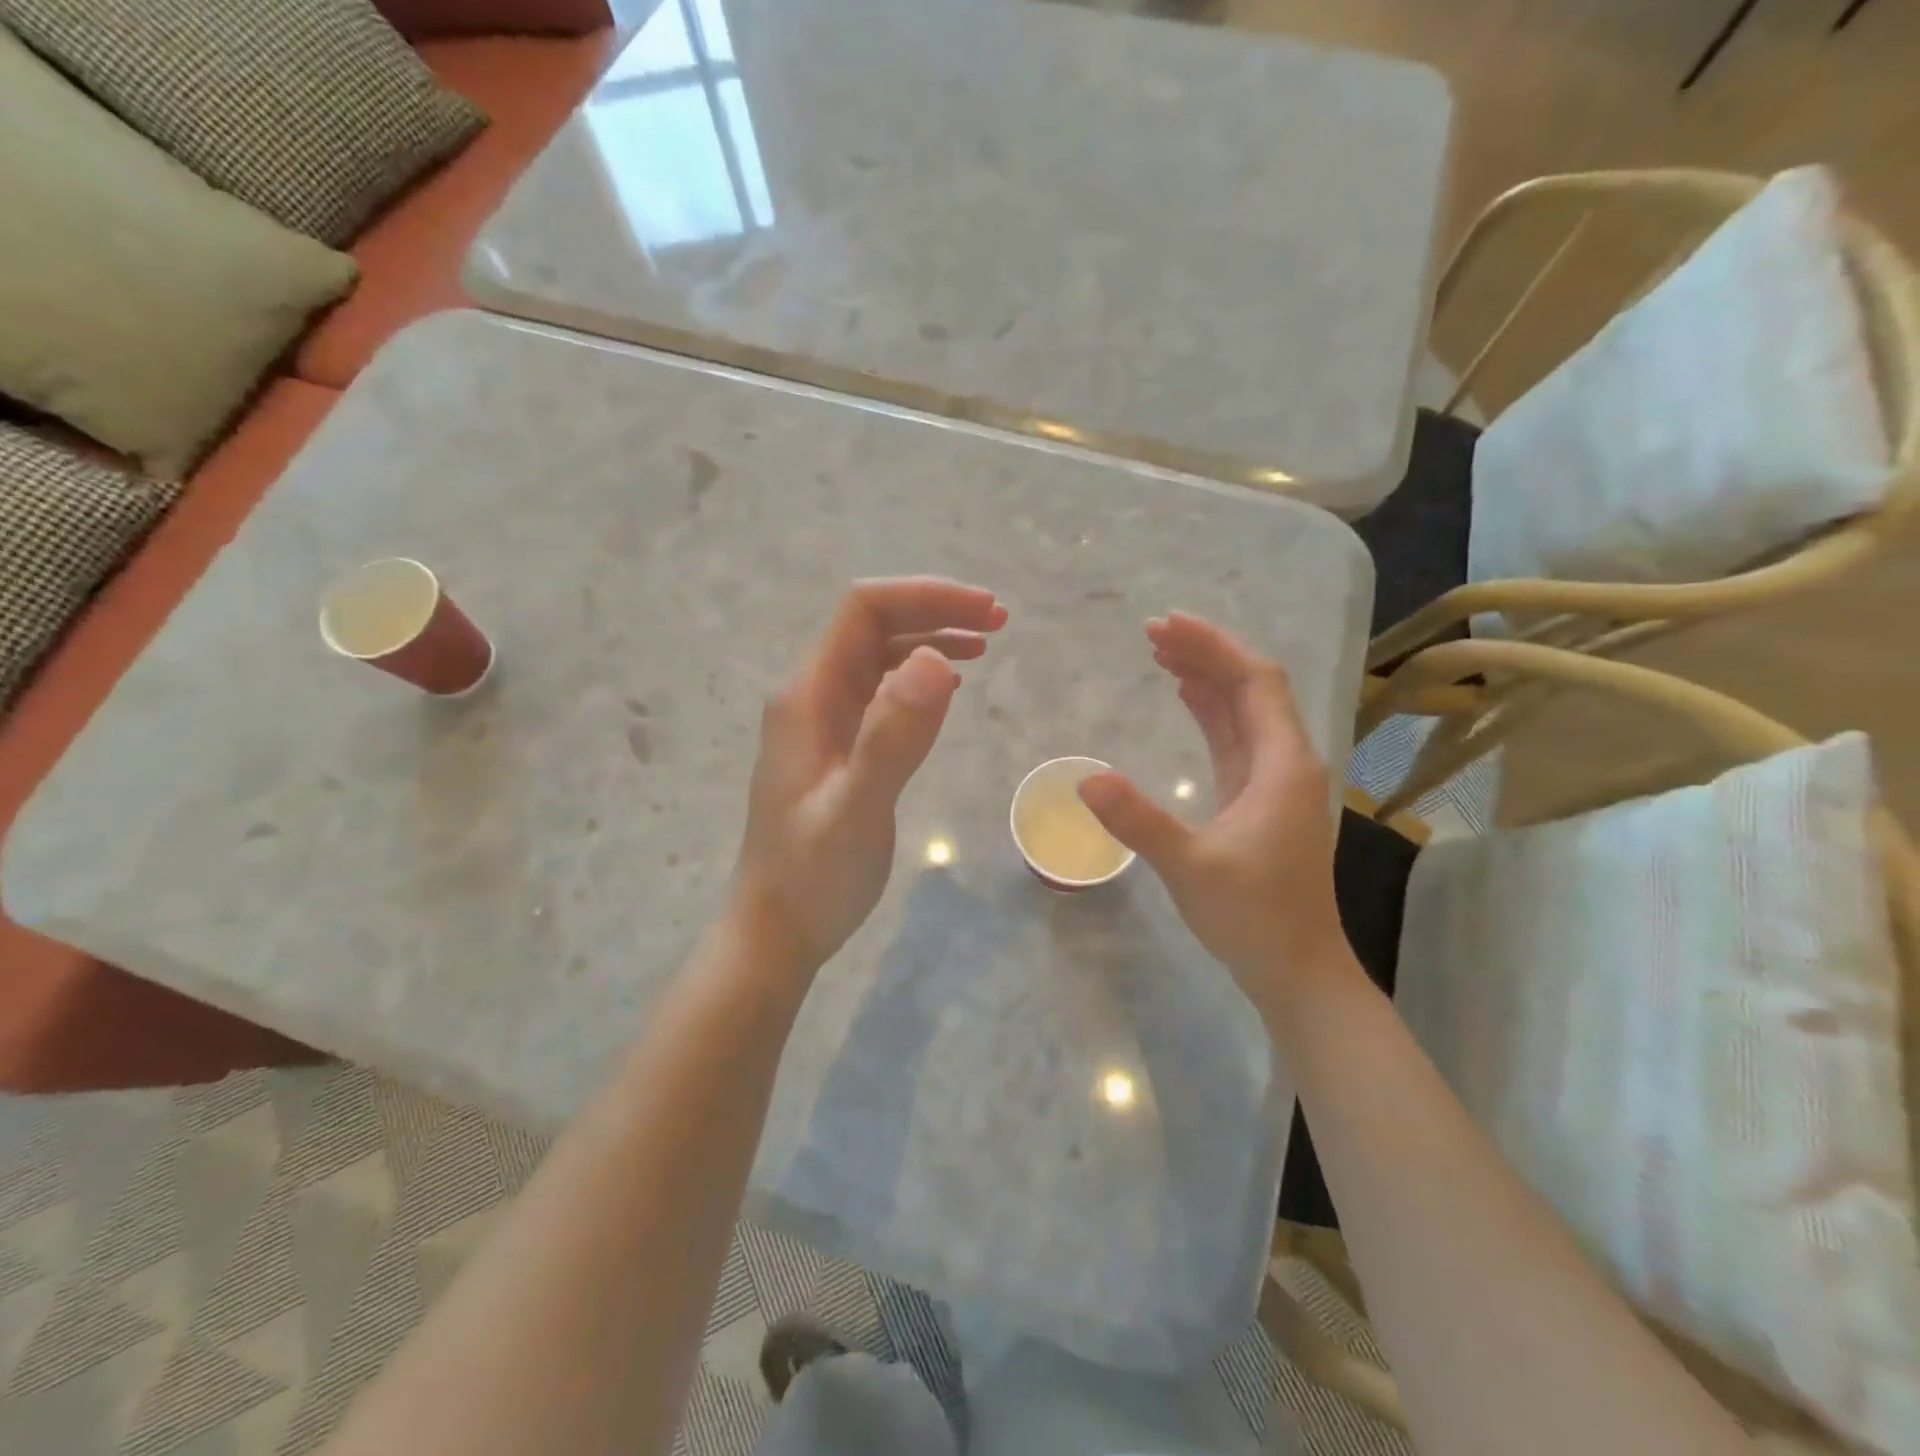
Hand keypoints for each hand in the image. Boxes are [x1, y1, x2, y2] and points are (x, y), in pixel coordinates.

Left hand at [731, 577, 1006, 976]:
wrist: (777, 930)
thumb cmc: (812, 878)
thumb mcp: (856, 810)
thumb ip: (892, 736)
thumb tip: (937, 658)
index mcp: (809, 695)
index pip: (864, 611)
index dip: (925, 597)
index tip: (984, 611)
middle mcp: (813, 696)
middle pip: (874, 626)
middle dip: (935, 612)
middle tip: (998, 622)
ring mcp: (825, 722)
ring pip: (880, 657)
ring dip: (931, 640)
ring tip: (985, 643)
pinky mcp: (841, 748)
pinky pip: (882, 693)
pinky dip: (921, 678)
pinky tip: (951, 687)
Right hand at [1077, 612, 1351, 997]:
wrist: (1296, 969)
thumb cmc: (1253, 917)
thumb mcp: (1190, 867)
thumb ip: (1139, 821)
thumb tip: (1087, 781)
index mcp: (1283, 764)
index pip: (1254, 682)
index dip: (1213, 646)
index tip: (1165, 625)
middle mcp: (1287, 762)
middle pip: (1250, 688)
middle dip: (1205, 654)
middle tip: (1151, 633)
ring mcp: (1275, 781)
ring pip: (1243, 712)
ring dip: (1207, 679)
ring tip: (1160, 654)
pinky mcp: (1260, 800)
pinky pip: (1236, 738)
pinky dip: (1210, 712)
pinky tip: (1186, 698)